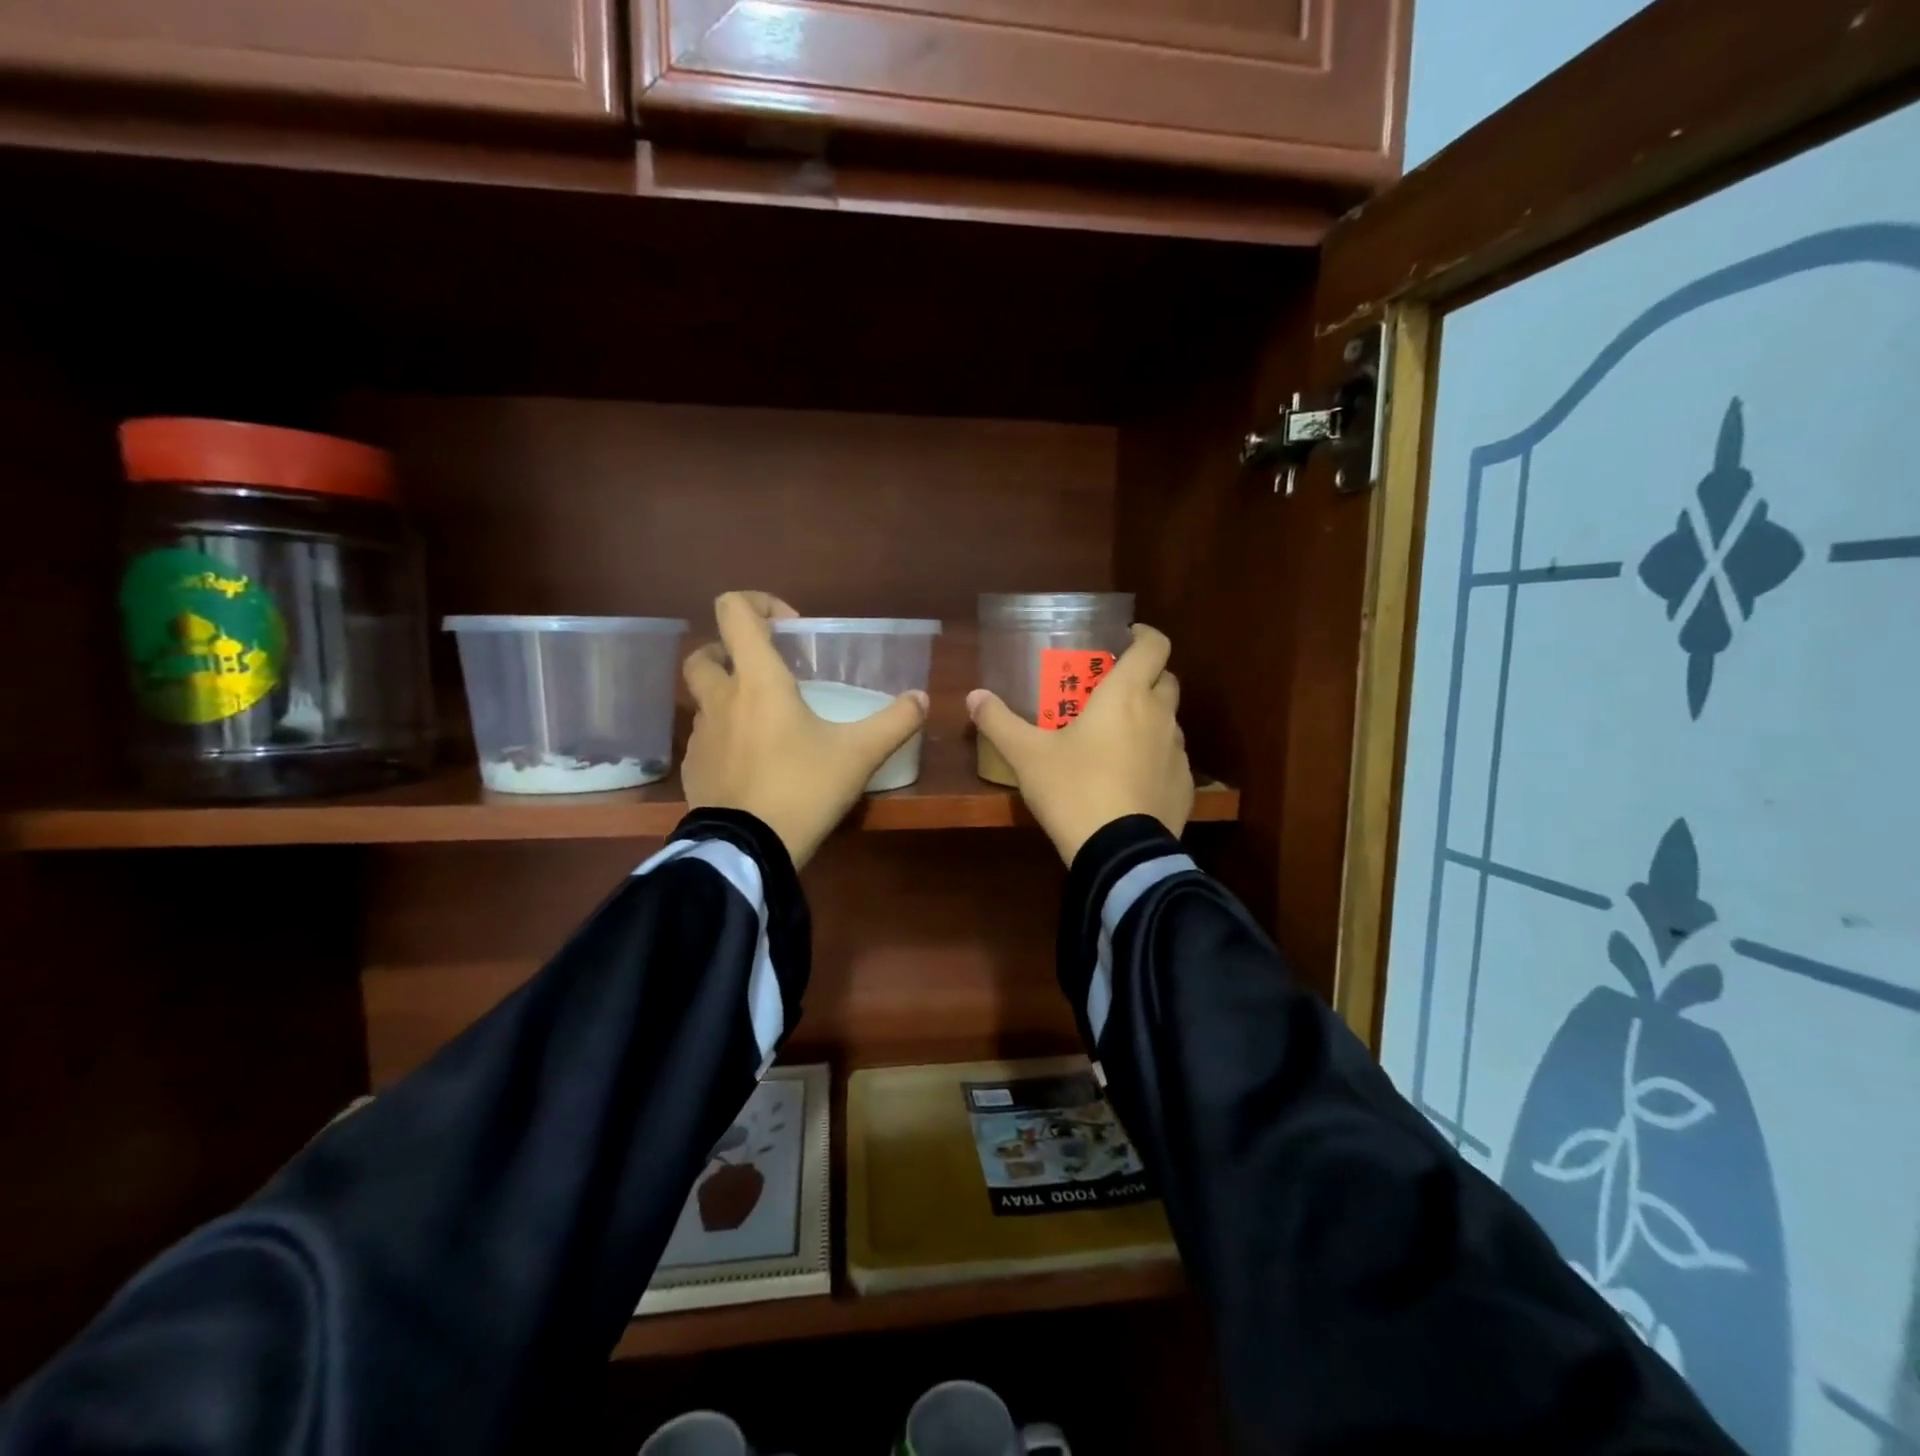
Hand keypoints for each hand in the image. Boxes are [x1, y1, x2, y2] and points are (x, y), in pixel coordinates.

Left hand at [682, 592, 929, 868]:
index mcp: (757, 681)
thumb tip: (922, 699)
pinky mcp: (692, 769)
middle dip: (730, 652)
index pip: (734, 611)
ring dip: (727, 697)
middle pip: (704, 653)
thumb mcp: (859, 755)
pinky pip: (704, 739)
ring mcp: (700, 736)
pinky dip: (724, 738)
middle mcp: (720, 699)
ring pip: (703, 699)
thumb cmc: (803, 788)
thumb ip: (895, 722)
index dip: (758, 604)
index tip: (790, 629)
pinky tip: (752, 764)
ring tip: (765, 724)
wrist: (748, 850)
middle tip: (766, 674)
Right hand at [967, 624, 1193, 865]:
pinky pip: (1172, 758)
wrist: (1119, 852)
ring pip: (1170, 720)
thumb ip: (999, 722)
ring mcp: (1178, 751)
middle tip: (1114, 690)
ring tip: (1119, 737)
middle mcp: (1160, 715)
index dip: (1144, 635)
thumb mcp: (1027, 756)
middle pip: (1166, 679)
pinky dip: (1156, 757)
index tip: (1126, 637)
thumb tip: (973, 696)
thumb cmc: (1073, 789)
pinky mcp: (1185, 785)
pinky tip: (1132, 778)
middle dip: (1146, 677)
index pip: (1154, 645)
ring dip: (1151, 718)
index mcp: (1126, 695)